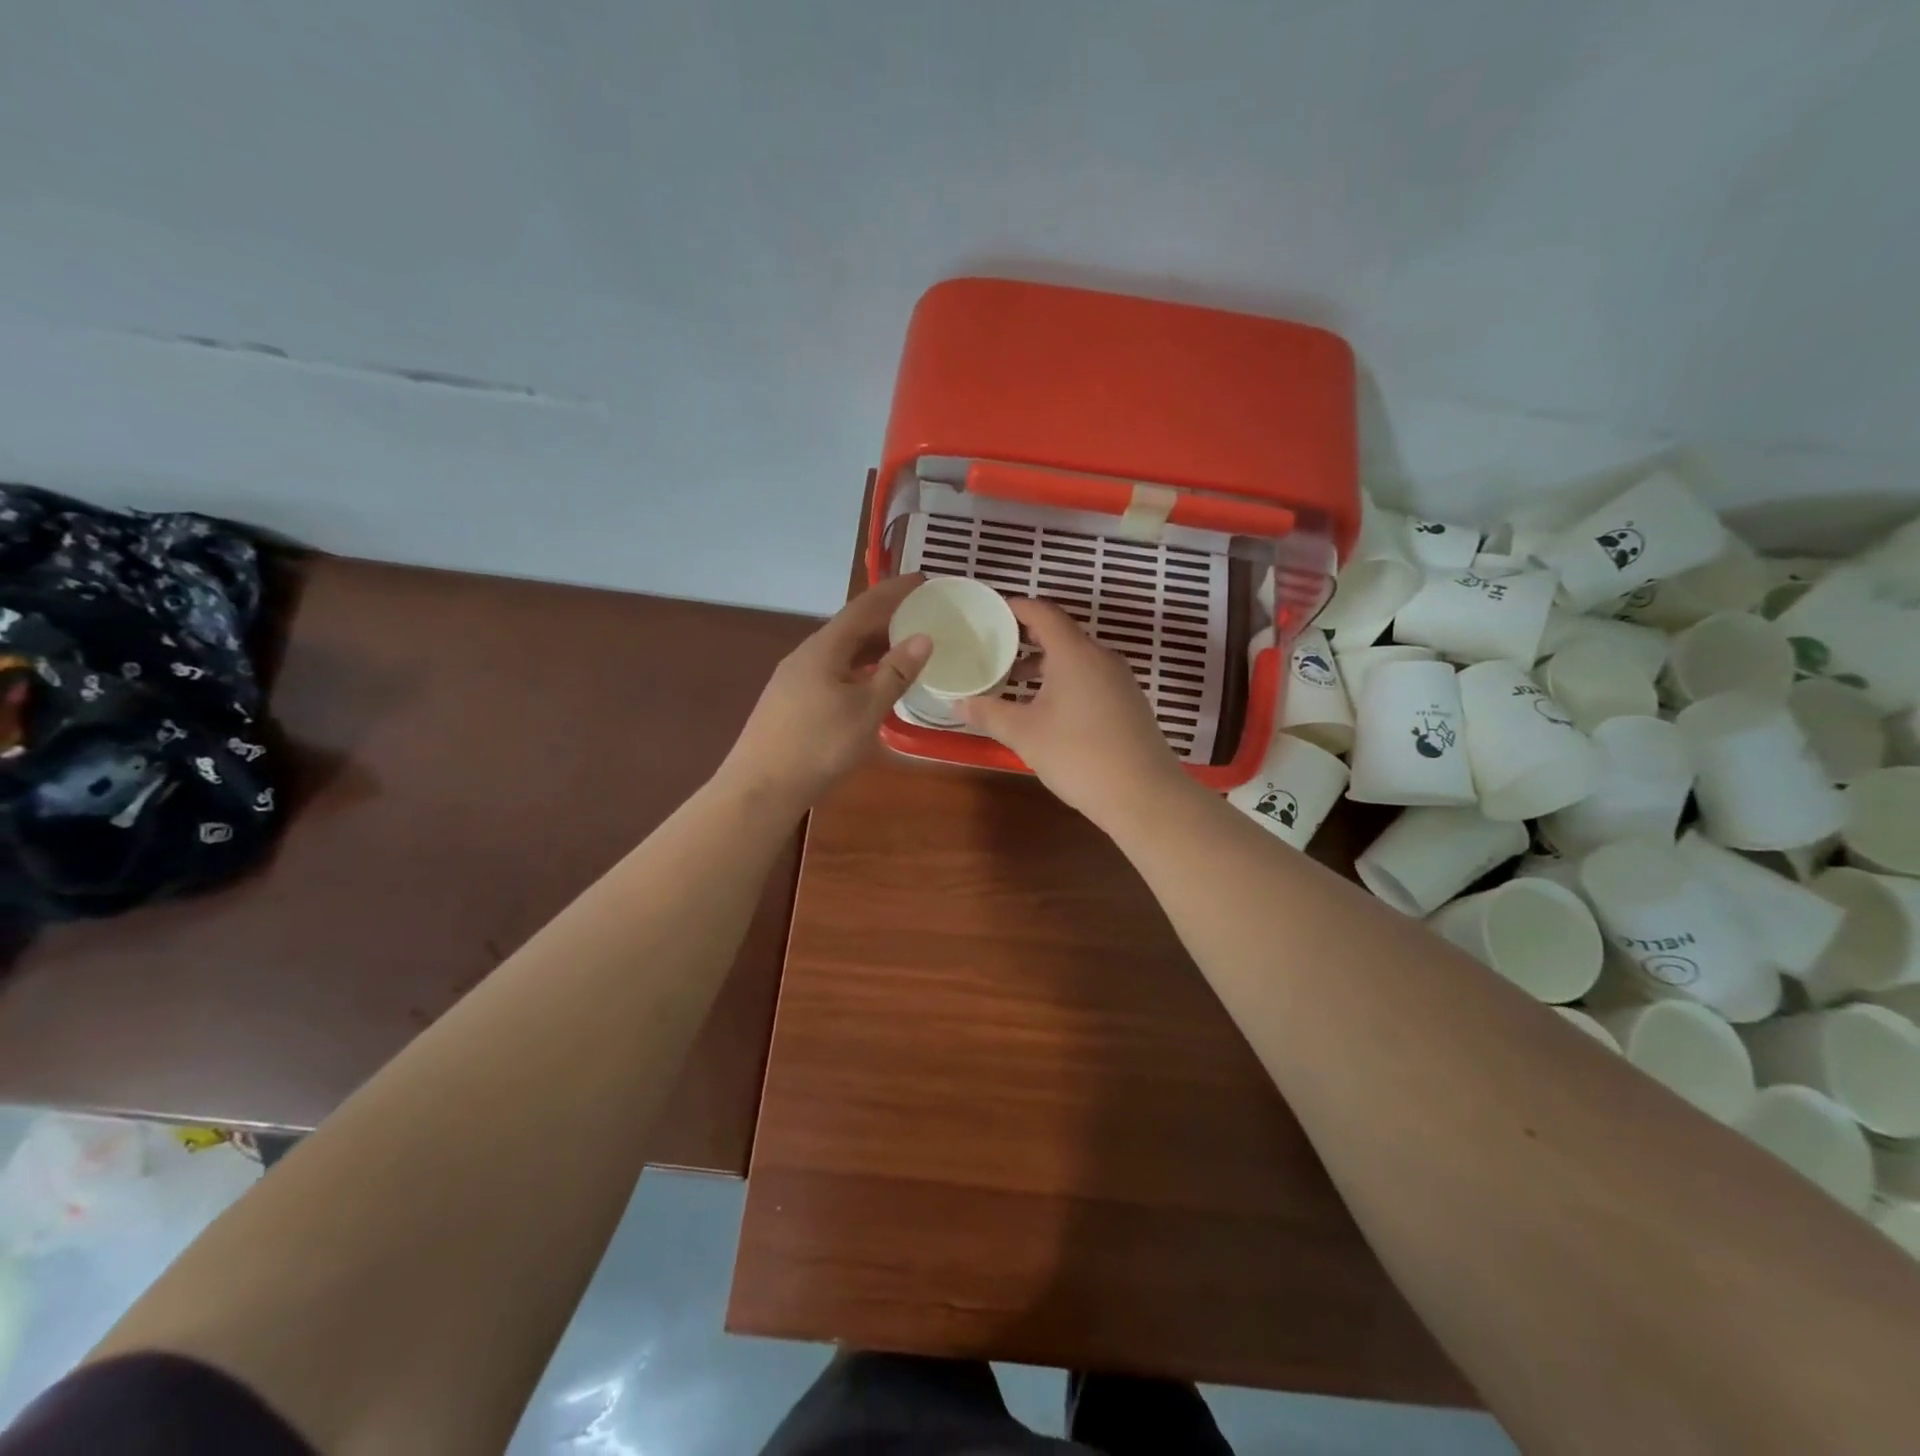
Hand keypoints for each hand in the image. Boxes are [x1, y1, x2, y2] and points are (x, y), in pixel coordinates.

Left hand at [719, 575, 932, 810]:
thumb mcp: (866, 709)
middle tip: (921, 614)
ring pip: (841, 651)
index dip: (894, 590)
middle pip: (851, 626)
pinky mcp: (791, 700)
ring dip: (873, 645)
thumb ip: (895, 673)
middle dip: (886, 617)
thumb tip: (924, 637)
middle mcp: (807, 654)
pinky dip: (859, 667)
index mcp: (825, 647)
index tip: (923, 579)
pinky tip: (870, 683)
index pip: (864, 606)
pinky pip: (833, 670)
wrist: (761, 786)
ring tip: (904, 646)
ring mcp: (795, 678)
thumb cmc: (819, 745)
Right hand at [961, 597, 1186, 825]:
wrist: (1144, 795)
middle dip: (1025, 639)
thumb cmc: (1078, 755)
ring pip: (1076, 659)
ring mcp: (1119, 680)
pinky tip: (1047, 710)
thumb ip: (988, 712)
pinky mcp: (1129, 703)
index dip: (1014, 608)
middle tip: (993, 650)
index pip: (1042, 613)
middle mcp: (1101, 657)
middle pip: (1060, 634)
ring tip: (1014, 684)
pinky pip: (1090, 678)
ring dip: (1044, 664)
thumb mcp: (1024, 734)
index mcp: (1074, 653)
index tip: (989, 613)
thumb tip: (957, 702)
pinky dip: (1064, 681)